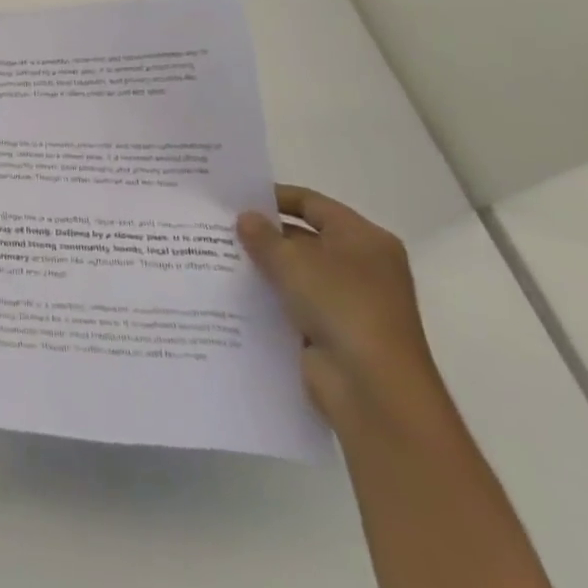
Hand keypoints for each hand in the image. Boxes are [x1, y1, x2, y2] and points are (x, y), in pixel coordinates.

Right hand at [237, 184, 444, 431]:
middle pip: (305, 238)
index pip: (313, 204)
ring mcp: (348, 302)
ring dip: (263, 268)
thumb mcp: (293, 261)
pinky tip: (231, 292)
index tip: (235, 197)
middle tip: (218, 226)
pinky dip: (268, 298)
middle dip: (264, 234)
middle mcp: (361, 266)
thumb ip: (263, 236)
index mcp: (364, 239)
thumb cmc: (341, 306)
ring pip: (296, 274)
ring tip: (215, 255)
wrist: (373, 389)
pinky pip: (293, 304)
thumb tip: (245, 218)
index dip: (274, 197)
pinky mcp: (332, 331)